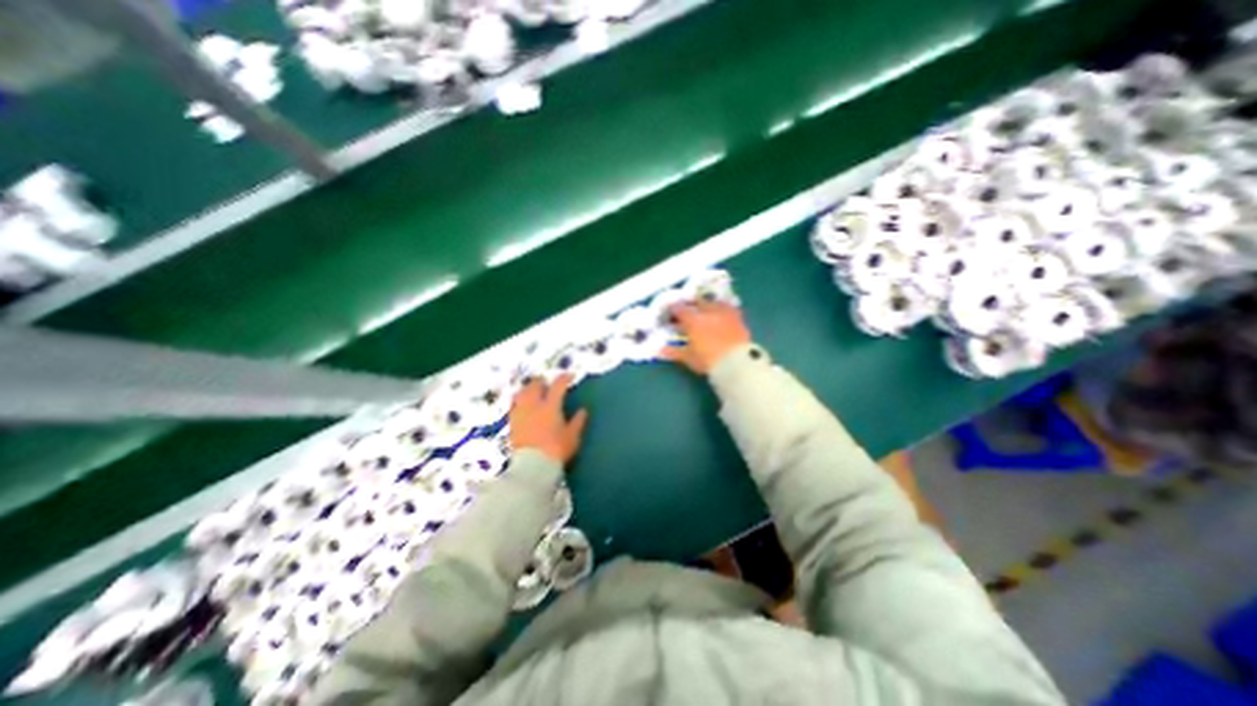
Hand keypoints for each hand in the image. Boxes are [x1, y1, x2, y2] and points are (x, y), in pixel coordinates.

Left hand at [510, 373, 589, 464]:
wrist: (533, 466)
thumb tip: (582, 410)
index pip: (558, 386)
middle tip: (548, 384)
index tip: (570, 376)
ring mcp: (521, 413)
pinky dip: (519, 402)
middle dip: (542, 381)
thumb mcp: (572, 437)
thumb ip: (578, 421)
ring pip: (521, 393)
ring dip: (528, 389)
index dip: (564, 378)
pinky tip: (523, 406)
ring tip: (533, 392)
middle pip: (535, 385)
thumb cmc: (556, 450)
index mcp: (551, 406)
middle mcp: (534, 405)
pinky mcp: (513, 423)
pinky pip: (514, 406)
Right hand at [661, 298, 750, 375]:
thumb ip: (674, 351)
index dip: (673, 310)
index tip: (671, 314)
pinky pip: (729, 307)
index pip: (679, 309)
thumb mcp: (689, 358)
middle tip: (689, 312)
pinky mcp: (738, 317)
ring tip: (706, 311)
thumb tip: (660, 350)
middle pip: (696, 301)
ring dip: (708, 304)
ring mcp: (724, 312)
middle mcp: (707, 311)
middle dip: (691, 305)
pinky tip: (722, 314)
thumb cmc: (708, 361)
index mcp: (692, 320)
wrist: (736, 363)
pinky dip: (723, 309)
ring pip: (713, 302)